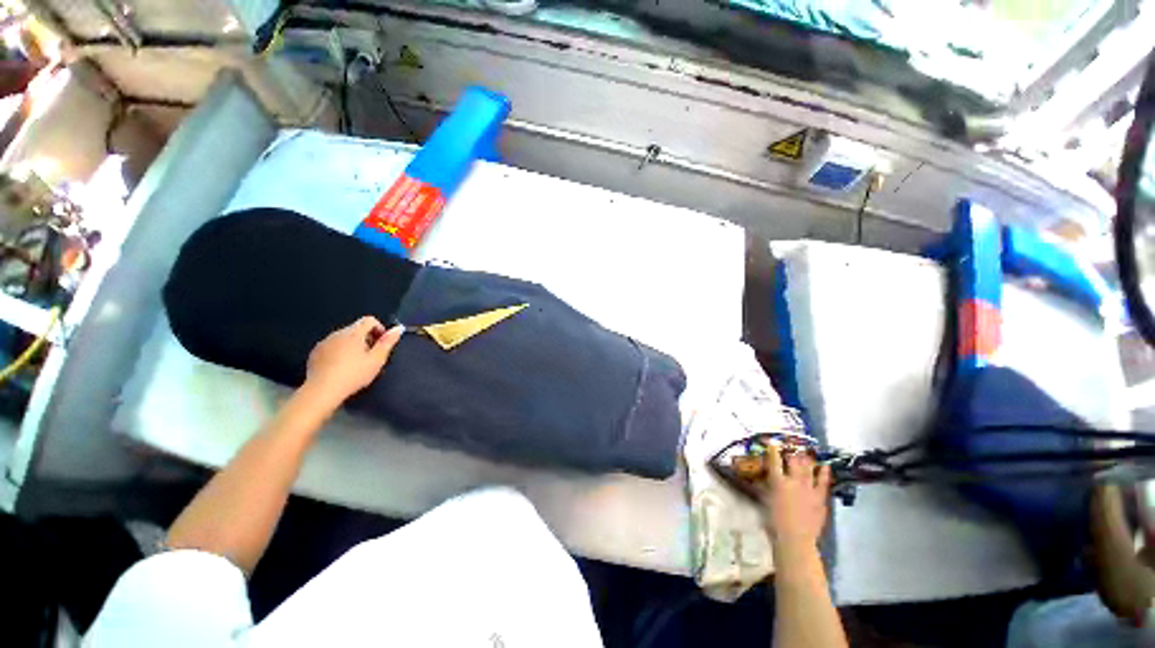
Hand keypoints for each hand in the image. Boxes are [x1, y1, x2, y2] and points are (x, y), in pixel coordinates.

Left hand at [303, 317, 403, 406]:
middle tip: (371, 357)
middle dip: (367, 339)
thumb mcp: (377, 359)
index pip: (369, 320)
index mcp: (354, 333)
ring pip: (343, 338)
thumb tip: (398, 328)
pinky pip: (332, 346)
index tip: (381, 343)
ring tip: (356, 364)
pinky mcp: (315, 353)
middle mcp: (337, 333)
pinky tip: (341, 367)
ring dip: (353, 345)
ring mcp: (324, 342)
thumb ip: (388, 342)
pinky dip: (339, 352)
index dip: (379, 329)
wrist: (322, 390)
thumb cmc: (354, 374)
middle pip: (357, 329)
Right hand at [758, 446, 831, 549]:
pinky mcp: (820, 498)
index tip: (772, 443)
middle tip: (791, 448)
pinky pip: (823, 482)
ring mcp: (809, 489)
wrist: (795, 540)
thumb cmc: (774, 522)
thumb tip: (762, 479)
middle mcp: (794, 481)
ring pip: (809, 469)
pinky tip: (825, 466)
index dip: (773, 450)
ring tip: (806, 452)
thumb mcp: (764, 501)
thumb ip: (764, 487)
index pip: (774, 461)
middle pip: (793, 462)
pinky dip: (824, 473)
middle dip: (792, 453)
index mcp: (777, 481)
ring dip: (807, 460)